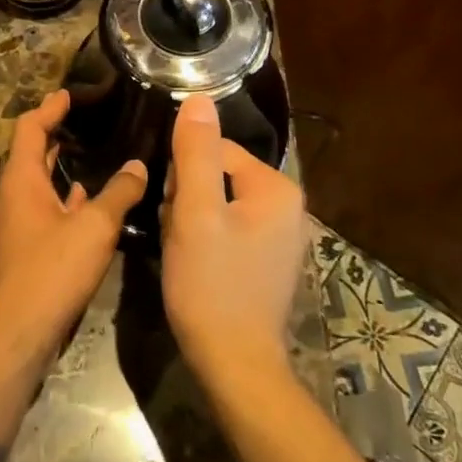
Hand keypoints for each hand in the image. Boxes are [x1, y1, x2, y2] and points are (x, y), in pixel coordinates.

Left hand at [0, 90, 146, 381]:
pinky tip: (90, 205)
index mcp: (21, 181)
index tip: (70, 94)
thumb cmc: (49, 273)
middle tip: (88, 121)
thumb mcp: (93, 229)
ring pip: (41, 185)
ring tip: (97, 156)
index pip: (30, 129)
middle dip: (57, 135)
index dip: (49, 108)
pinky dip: (66, 201)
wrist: (14, 338)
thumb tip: (138, 166)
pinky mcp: (25, 251)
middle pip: (33, 154)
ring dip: (62, 169)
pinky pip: (46, 212)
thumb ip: (118, 194)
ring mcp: (17, 226)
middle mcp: (13, 198)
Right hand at [161, 94, 307, 383]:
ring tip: (184, 254)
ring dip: (192, 222)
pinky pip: (229, 230)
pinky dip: (206, 241)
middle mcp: (288, 206)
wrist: (234, 363)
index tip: (173, 213)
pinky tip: (196, 266)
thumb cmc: (211, 285)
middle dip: (188, 201)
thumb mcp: (195, 213)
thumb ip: (195, 153)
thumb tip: (198, 98)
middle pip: (217, 176)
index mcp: (276, 188)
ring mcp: (281, 236)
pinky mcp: (269, 261)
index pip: (214, 151)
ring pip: (218, 204)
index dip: (182, 178)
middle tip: (178, 236)